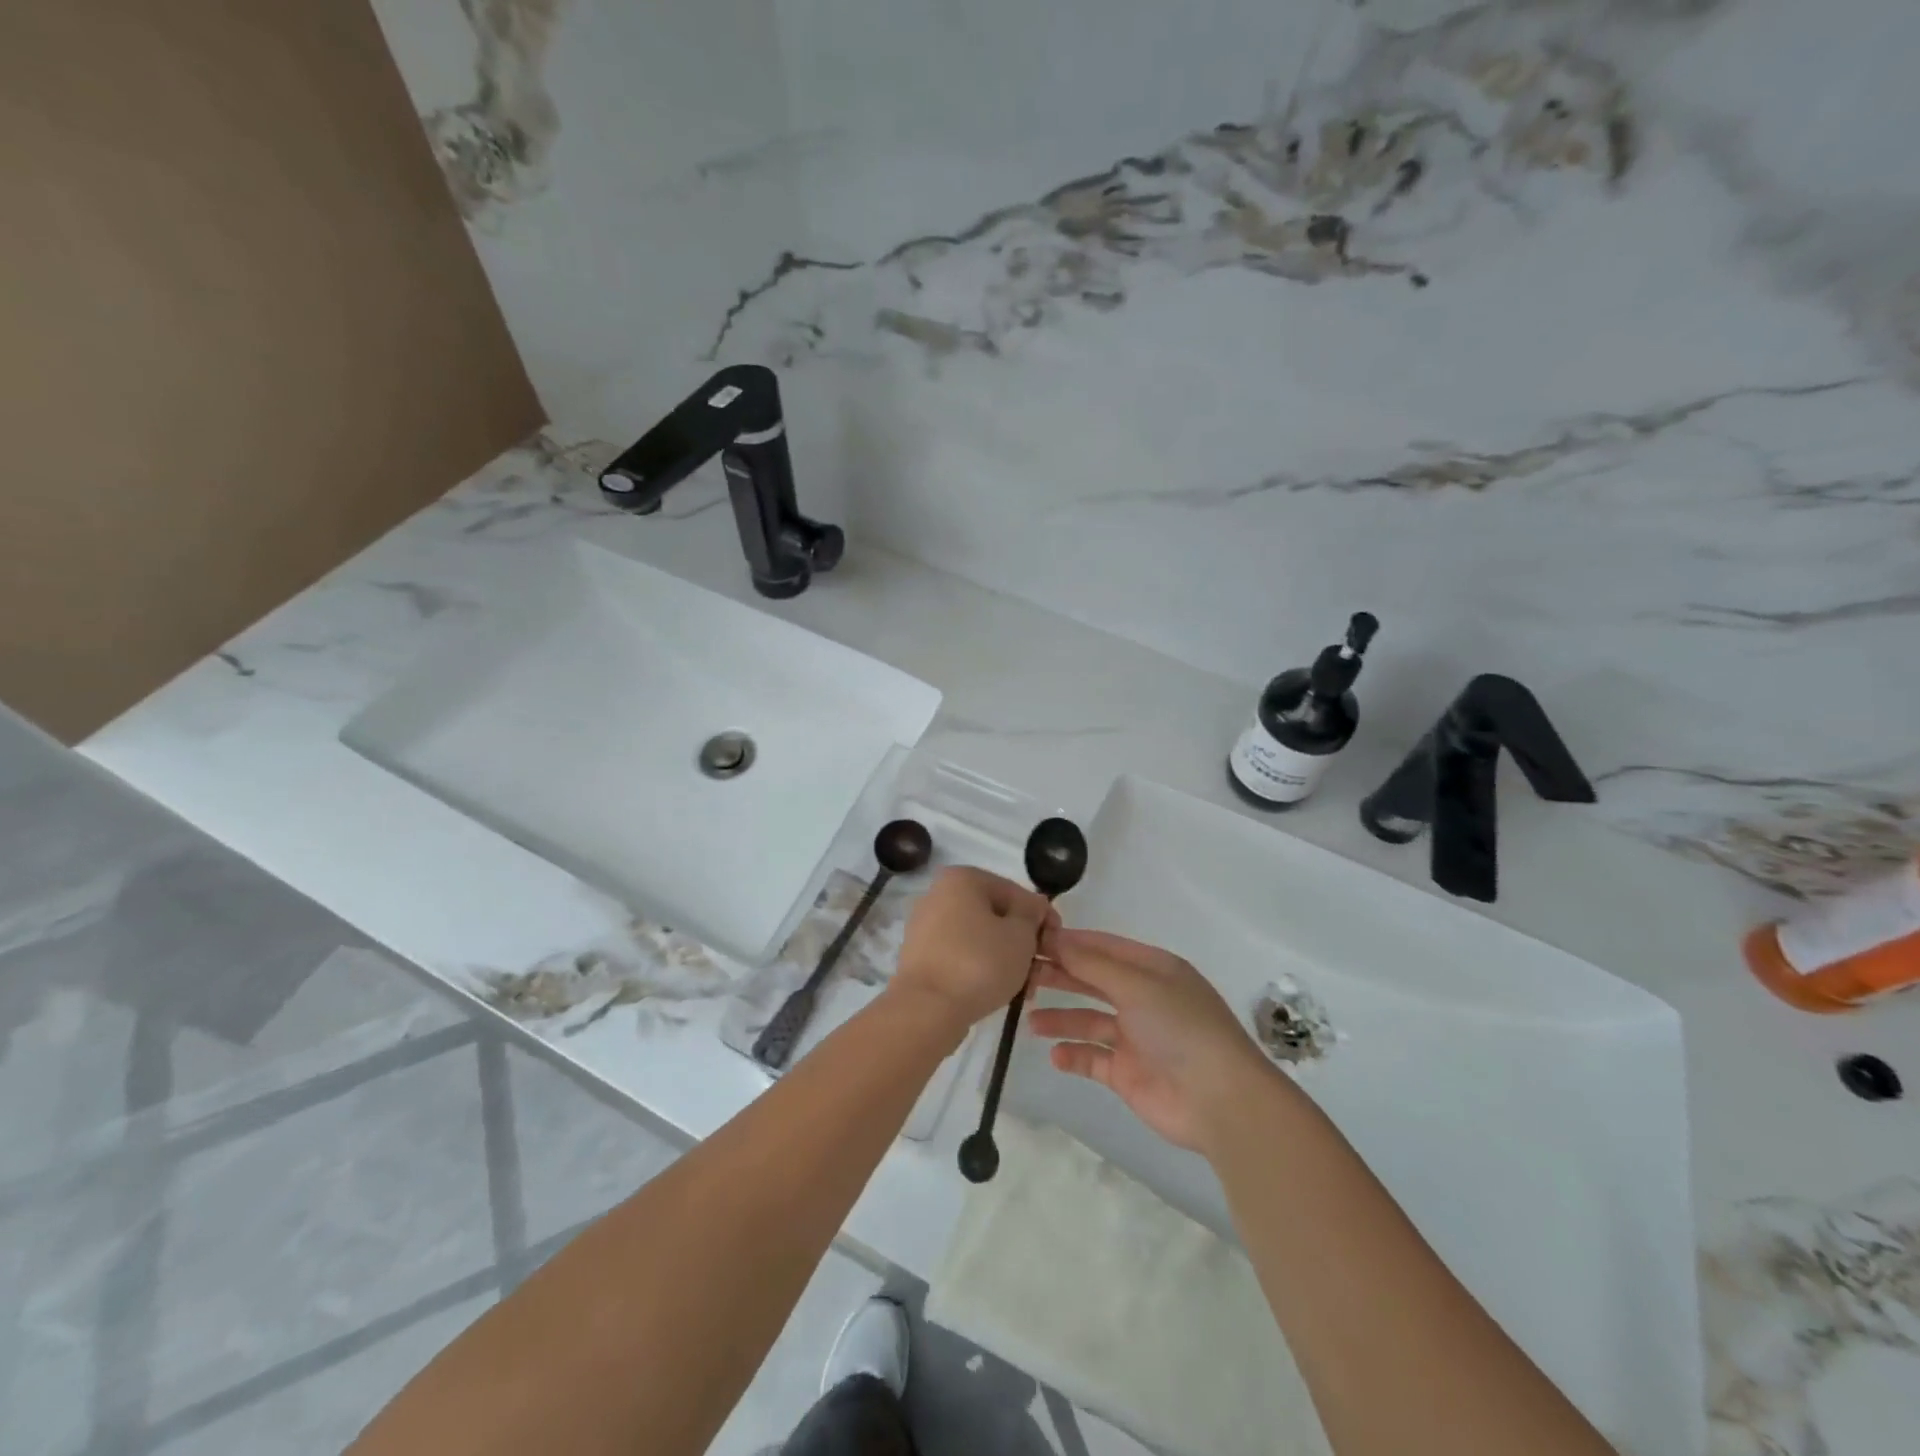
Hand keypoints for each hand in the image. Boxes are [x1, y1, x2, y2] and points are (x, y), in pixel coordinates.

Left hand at [889, 867, 1056, 1033]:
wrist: (927, 1009)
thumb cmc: (979, 963)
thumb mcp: (1021, 935)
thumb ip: (1032, 914)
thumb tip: (1032, 907)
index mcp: (962, 878)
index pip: (1015, 892)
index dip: (1041, 917)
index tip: (1056, 943)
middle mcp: (938, 894)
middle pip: (994, 914)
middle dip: (1021, 941)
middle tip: (1039, 969)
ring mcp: (925, 925)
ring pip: (978, 936)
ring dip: (1003, 957)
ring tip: (1022, 987)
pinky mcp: (920, 955)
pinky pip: (959, 954)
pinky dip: (979, 967)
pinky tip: (997, 991)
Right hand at [1028, 928, 1279, 1151]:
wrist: (1219, 1100)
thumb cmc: (1180, 1027)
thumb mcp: (1136, 984)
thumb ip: (1091, 963)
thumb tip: (1053, 937)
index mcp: (1152, 969)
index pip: (1103, 947)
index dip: (1069, 943)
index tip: (1031, 939)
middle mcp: (1143, 998)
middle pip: (1093, 980)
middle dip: (1060, 976)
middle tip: (1022, 975)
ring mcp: (1135, 1037)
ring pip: (1089, 1020)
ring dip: (1061, 1018)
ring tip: (1030, 1019)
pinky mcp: (1128, 1073)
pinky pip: (1093, 1058)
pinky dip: (1073, 1055)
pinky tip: (1055, 1055)